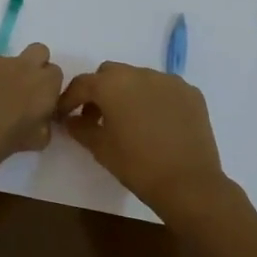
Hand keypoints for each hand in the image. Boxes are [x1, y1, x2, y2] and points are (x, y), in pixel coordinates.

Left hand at [0, 44, 65, 182]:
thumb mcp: (27, 144)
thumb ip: (40, 127)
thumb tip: (39, 121)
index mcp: (43, 89)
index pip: (55, 75)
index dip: (46, 89)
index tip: (35, 105)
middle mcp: (23, 67)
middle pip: (39, 52)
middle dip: (32, 68)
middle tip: (17, 93)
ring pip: (6, 60)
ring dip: (2, 75)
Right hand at [59, 63, 228, 218]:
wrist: (188, 183)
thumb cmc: (137, 165)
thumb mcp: (100, 149)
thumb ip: (80, 128)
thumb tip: (72, 120)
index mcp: (113, 84)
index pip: (82, 84)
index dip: (69, 99)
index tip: (65, 115)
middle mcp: (140, 73)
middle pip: (111, 74)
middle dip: (99, 90)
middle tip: (96, 116)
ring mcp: (169, 80)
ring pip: (139, 78)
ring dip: (128, 93)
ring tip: (129, 120)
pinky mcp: (191, 92)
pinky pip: (164, 89)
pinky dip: (154, 99)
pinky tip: (156, 123)